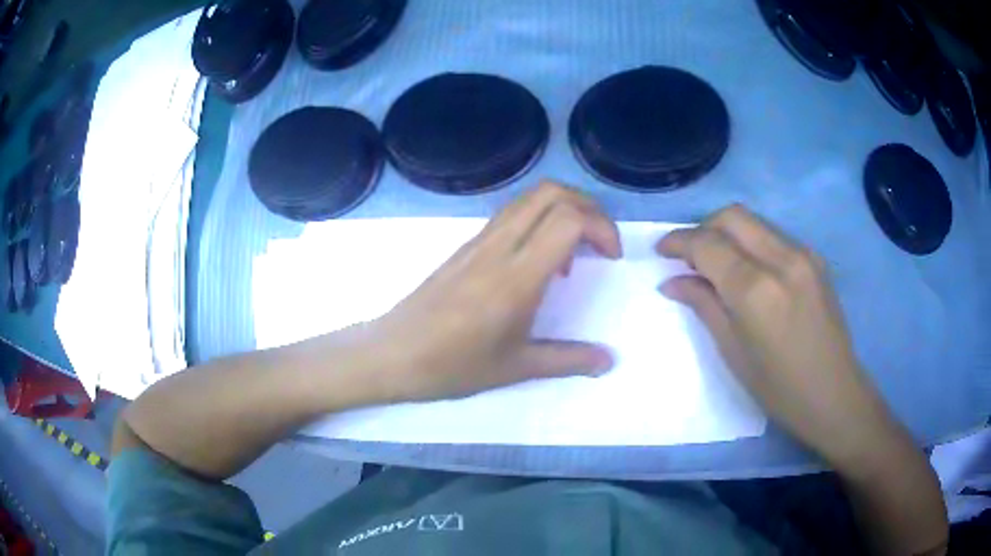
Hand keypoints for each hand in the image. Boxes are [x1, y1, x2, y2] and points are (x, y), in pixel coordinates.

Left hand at [364, 181, 621, 402]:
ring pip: (529, 197)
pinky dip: (539, 219)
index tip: (611, 258)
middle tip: (601, 243)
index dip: (601, 227)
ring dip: (563, 208)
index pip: (568, 219)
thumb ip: (568, 360)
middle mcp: (498, 246)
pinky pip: (511, 213)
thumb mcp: (515, 368)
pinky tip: (538, 262)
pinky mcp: (466, 245)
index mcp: (515, 277)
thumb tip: (609, 360)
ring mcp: (479, 241)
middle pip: (551, 192)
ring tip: (574, 253)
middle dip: (588, 207)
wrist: (392, 354)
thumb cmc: (451, 365)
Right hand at [656, 205, 900, 468]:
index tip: (660, 250)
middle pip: (732, 216)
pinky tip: (748, 270)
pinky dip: (751, 243)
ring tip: (715, 263)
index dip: (679, 241)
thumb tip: (672, 281)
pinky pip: (773, 236)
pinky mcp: (815, 259)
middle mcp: (782, 259)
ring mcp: (803, 255)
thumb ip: (703, 305)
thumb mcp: (733, 353)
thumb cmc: (779, 388)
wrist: (835, 394)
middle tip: (687, 254)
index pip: (708, 244)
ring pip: (754, 222)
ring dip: (727, 233)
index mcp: (756, 290)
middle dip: (703, 227)